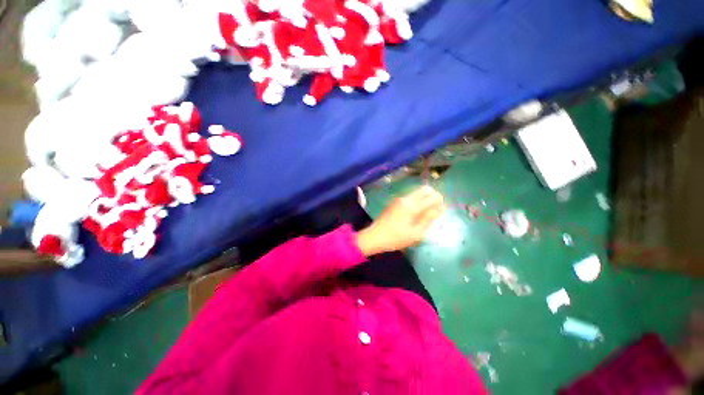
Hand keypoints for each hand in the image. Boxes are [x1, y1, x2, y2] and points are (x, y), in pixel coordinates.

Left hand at [357, 186, 444, 256]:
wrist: (375, 236)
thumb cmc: (396, 238)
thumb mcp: (416, 233)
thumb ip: (429, 219)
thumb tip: (440, 208)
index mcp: (412, 206)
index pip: (432, 196)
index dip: (440, 200)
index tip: (441, 209)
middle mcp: (406, 198)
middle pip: (424, 189)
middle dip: (433, 196)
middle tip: (434, 209)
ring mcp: (399, 199)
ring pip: (417, 192)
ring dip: (424, 198)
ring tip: (425, 213)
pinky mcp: (395, 202)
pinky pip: (410, 197)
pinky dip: (417, 201)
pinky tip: (415, 213)